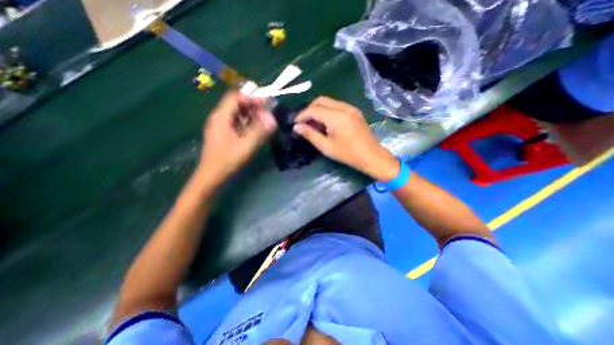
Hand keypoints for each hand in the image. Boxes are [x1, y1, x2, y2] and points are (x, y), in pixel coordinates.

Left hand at [197, 90, 276, 184]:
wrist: (211, 176)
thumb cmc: (227, 161)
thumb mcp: (246, 146)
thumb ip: (259, 131)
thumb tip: (273, 120)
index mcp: (221, 117)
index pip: (235, 97)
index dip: (251, 97)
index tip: (266, 103)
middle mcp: (218, 117)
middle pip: (236, 104)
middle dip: (253, 106)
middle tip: (267, 114)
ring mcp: (219, 125)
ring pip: (236, 113)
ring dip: (250, 115)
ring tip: (263, 121)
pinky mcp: (222, 133)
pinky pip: (235, 122)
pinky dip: (246, 122)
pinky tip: (255, 129)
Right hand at [293, 95, 398, 179]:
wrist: (371, 156)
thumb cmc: (347, 154)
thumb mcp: (326, 147)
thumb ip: (310, 135)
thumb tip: (297, 127)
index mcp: (336, 117)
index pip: (313, 110)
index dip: (302, 115)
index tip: (295, 123)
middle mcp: (344, 108)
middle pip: (321, 100)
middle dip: (310, 109)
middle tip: (304, 122)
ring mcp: (351, 108)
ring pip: (329, 101)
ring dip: (319, 109)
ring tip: (314, 123)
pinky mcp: (355, 111)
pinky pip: (337, 105)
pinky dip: (328, 111)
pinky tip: (326, 123)